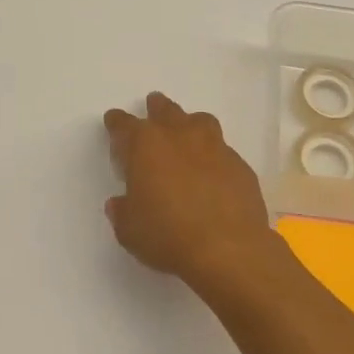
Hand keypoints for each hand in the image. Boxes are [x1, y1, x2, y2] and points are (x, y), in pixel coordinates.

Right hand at [103, 92, 288, 293]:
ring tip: (187, 131)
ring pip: (199, 121)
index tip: (114, 121)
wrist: (228, 248)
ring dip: (189, 123)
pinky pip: (222, 150)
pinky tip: (213, 171)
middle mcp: (180, 136)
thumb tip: (120, 203)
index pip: (124, 125)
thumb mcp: (130, 229)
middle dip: (156, 108)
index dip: (117, 123)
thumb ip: (123, 211)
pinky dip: (214, 155)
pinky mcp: (239, 165)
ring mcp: (214, 147)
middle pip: (165, 110)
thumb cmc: (168, 235)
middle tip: (153, 106)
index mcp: (146, 145)